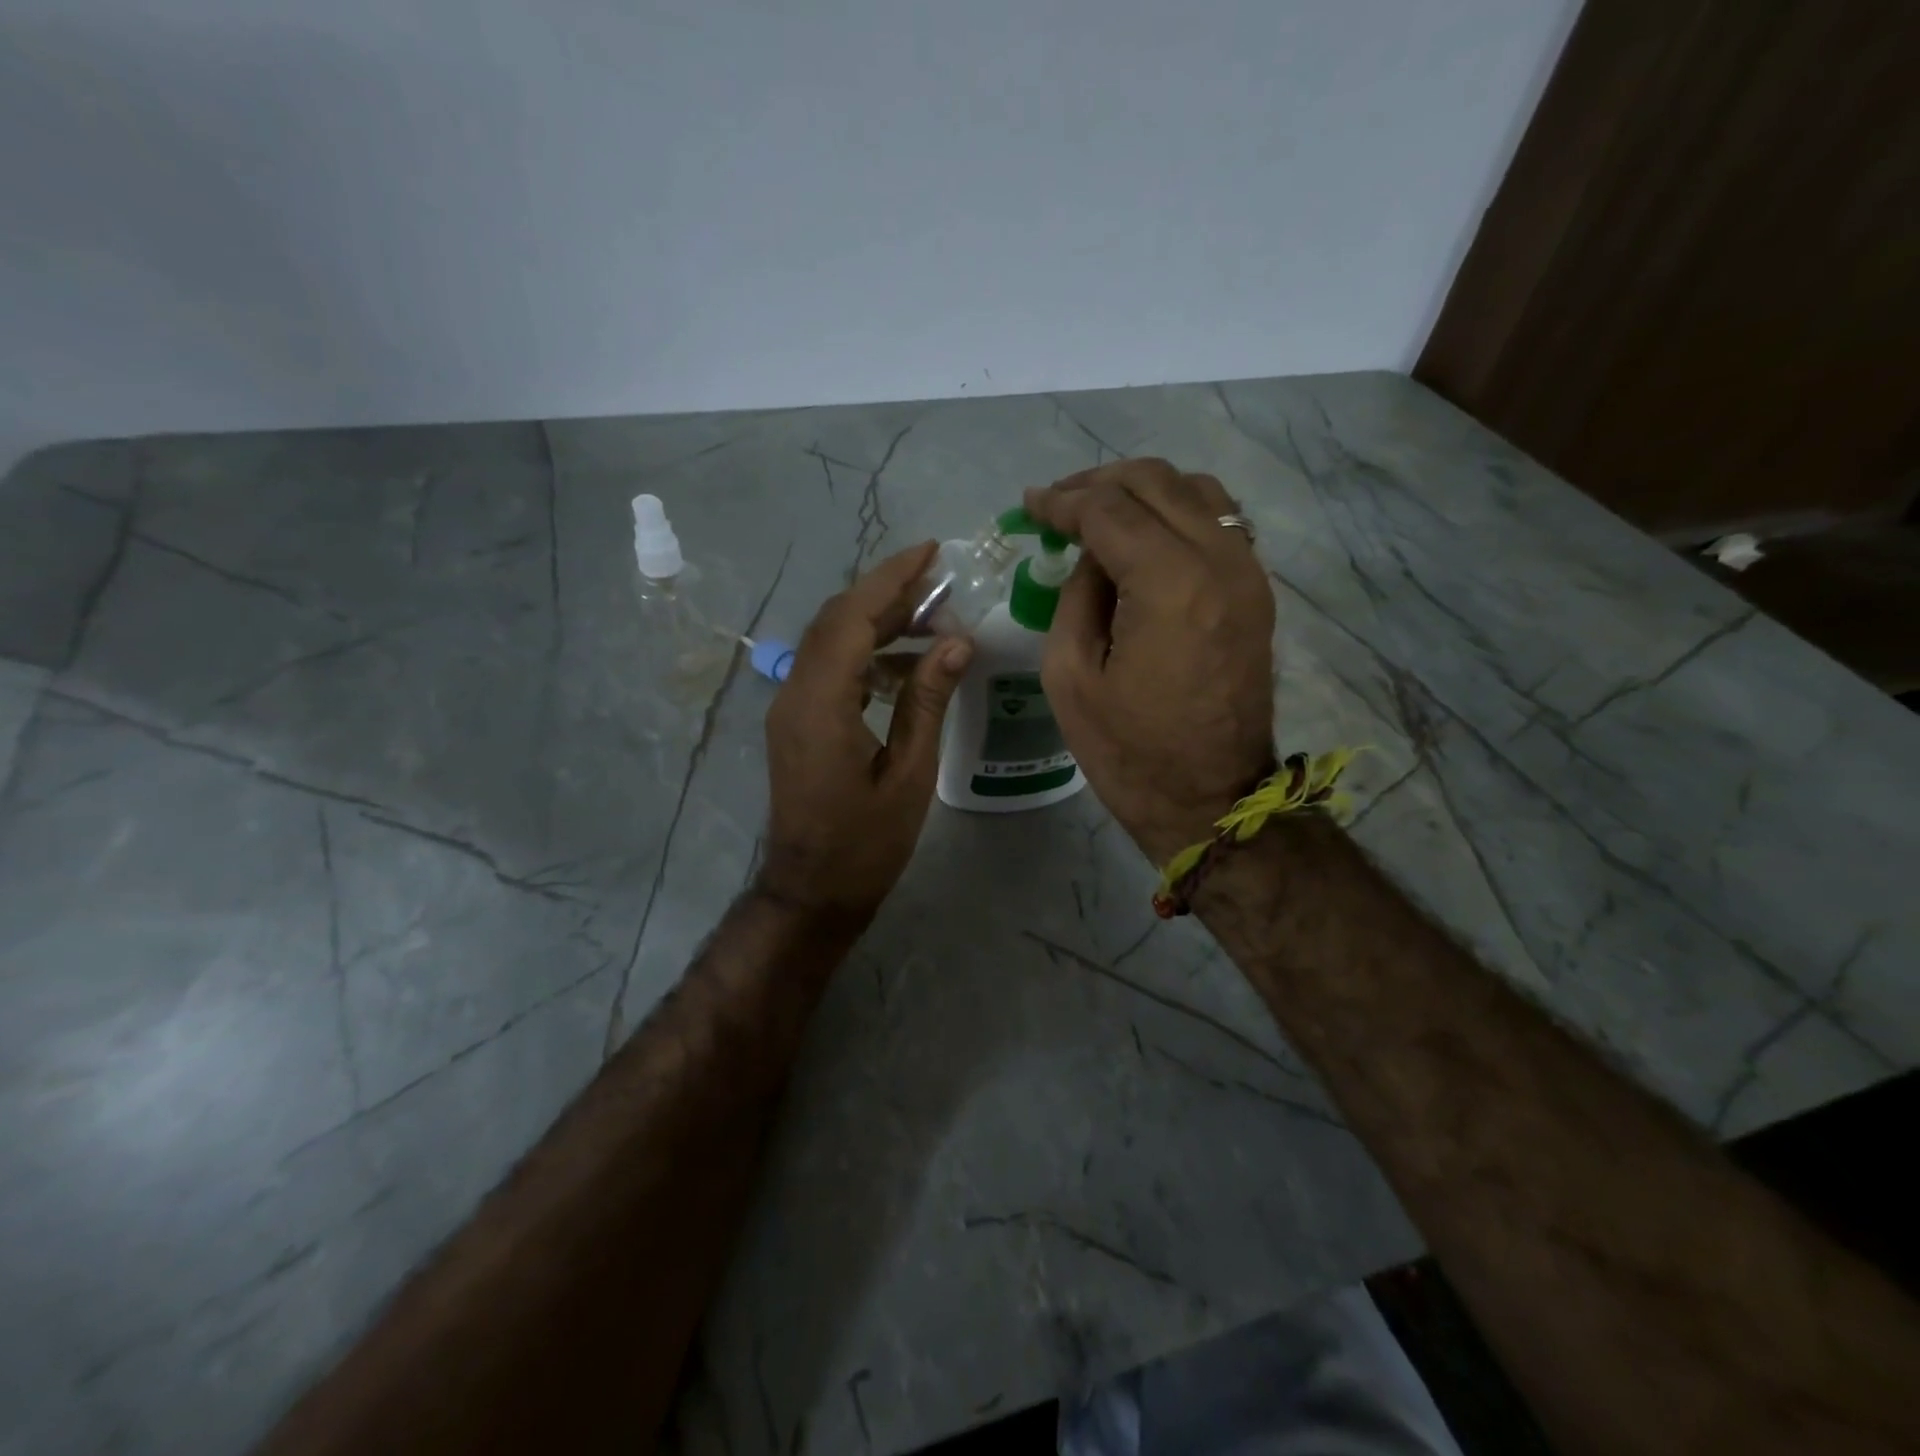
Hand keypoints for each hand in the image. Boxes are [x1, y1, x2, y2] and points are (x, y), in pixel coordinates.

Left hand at [758, 542, 973, 922]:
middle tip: (940, 581)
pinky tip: (906, 665)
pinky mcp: (797, 723)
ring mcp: (791, 708)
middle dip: (887, 593)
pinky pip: (830, 670)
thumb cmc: (865, 843)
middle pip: (838, 621)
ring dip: (878, 623)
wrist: (813, 891)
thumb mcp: (909, 773)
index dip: (891, 579)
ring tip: (933, 620)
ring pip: (832, 643)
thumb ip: (927, 701)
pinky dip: (867, 655)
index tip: (930, 551)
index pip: (853, 618)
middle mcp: (795, 694)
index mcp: (821, 703)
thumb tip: (956, 642)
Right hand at [1024, 460, 1275, 863]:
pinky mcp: (1257, 593)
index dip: (1062, 501)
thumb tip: (1092, 555)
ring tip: (1101, 512)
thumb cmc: (1129, 752)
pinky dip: (1178, 513)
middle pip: (1157, 482)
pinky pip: (1220, 523)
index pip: (1109, 510)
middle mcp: (1219, 562)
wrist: (1211, 801)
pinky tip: (1146, 536)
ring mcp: (1248, 574)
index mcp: (1169, 584)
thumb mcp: (1070, 676)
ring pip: (1197, 492)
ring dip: (1143, 491)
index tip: (1030, 506)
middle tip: (1058, 504)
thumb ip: (1076, 596)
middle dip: (1099, 483)